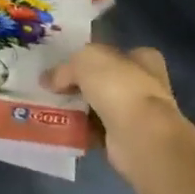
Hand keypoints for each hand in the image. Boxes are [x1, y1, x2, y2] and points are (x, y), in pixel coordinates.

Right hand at [42, 44, 182, 181]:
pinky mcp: (126, 139)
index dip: (92, 59)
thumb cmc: (119, 88)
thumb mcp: (85, 61)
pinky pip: (97, 132)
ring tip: (52, 110)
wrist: (139, 135)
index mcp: (144, 59)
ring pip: (100, 107)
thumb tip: (48, 79)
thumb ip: (65, 68)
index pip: (116, 54)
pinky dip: (81, 131)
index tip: (67, 67)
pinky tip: (62, 130)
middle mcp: (145, 85)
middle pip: (106, 81)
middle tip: (55, 89)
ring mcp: (138, 114)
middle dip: (82, 86)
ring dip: (79, 110)